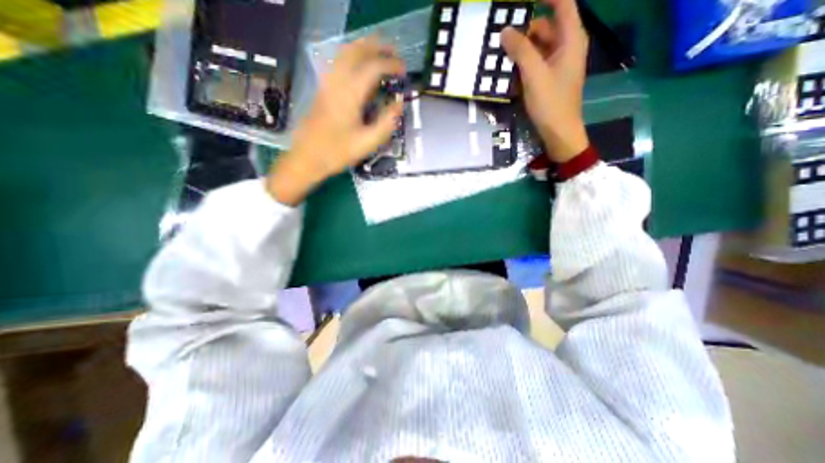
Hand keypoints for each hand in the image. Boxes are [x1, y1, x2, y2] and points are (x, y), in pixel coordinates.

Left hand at [267, 39, 405, 203]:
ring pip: (344, 52)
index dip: (391, 65)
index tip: (404, 71)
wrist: (307, 158)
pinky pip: (338, 63)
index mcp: (350, 94)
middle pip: (356, 50)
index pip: (373, 67)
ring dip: (364, 48)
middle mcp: (337, 82)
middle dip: (377, 47)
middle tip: (394, 54)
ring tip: (380, 55)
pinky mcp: (322, 89)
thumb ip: (387, 122)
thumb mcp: (368, 143)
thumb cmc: (338, 152)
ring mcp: (327, 83)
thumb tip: (399, 104)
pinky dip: (352, 57)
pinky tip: (360, 68)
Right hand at [499, 0, 589, 162]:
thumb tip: (505, 30)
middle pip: (546, 26)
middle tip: (502, 35)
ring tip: (501, 54)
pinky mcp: (550, 78)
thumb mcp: (534, 75)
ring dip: (521, 49)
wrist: (559, 132)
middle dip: (525, 28)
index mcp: (571, 38)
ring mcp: (558, 63)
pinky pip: (536, 63)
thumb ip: (520, 50)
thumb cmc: (551, 102)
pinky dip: (524, 64)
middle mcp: (567, 46)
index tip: (522, 0)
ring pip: (539, 46)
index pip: (562, 3)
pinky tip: (510, 72)